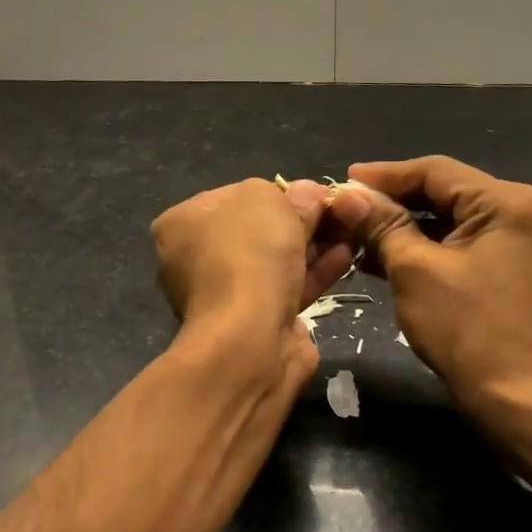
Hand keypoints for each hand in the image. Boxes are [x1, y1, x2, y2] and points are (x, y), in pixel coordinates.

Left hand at [152, 178, 356, 385]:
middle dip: (300, 221)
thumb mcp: (268, 200)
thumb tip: (309, 196)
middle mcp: (194, 260)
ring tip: (350, 233)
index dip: (277, 192)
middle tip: (338, 213)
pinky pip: (287, 289)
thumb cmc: (247, 255)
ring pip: (275, 262)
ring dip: (313, 247)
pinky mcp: (253, 324)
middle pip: (257, 230)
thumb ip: (291, 194)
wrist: (248, 339)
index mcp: (181, 224)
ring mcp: (223, 295)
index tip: (312, 194)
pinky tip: (344, 259)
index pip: (233, 197)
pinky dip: (314, 273)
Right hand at [333, 157, 531, 408]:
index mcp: (506, 202)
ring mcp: (516, 238)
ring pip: (447, 218)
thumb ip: (381, 225)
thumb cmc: (464, 327)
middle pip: (442, 192)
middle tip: (347, 208)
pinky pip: (458, 241)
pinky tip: (381, 255)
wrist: (512, 393)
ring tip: (356, 233)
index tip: (344, 181)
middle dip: (391, 203)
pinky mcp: (507, 263)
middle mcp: (519, 210)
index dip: (385, 175)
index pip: (435, 171)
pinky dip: (423, 246)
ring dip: (402, 226)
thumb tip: (346, 196)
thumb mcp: (413, 269)